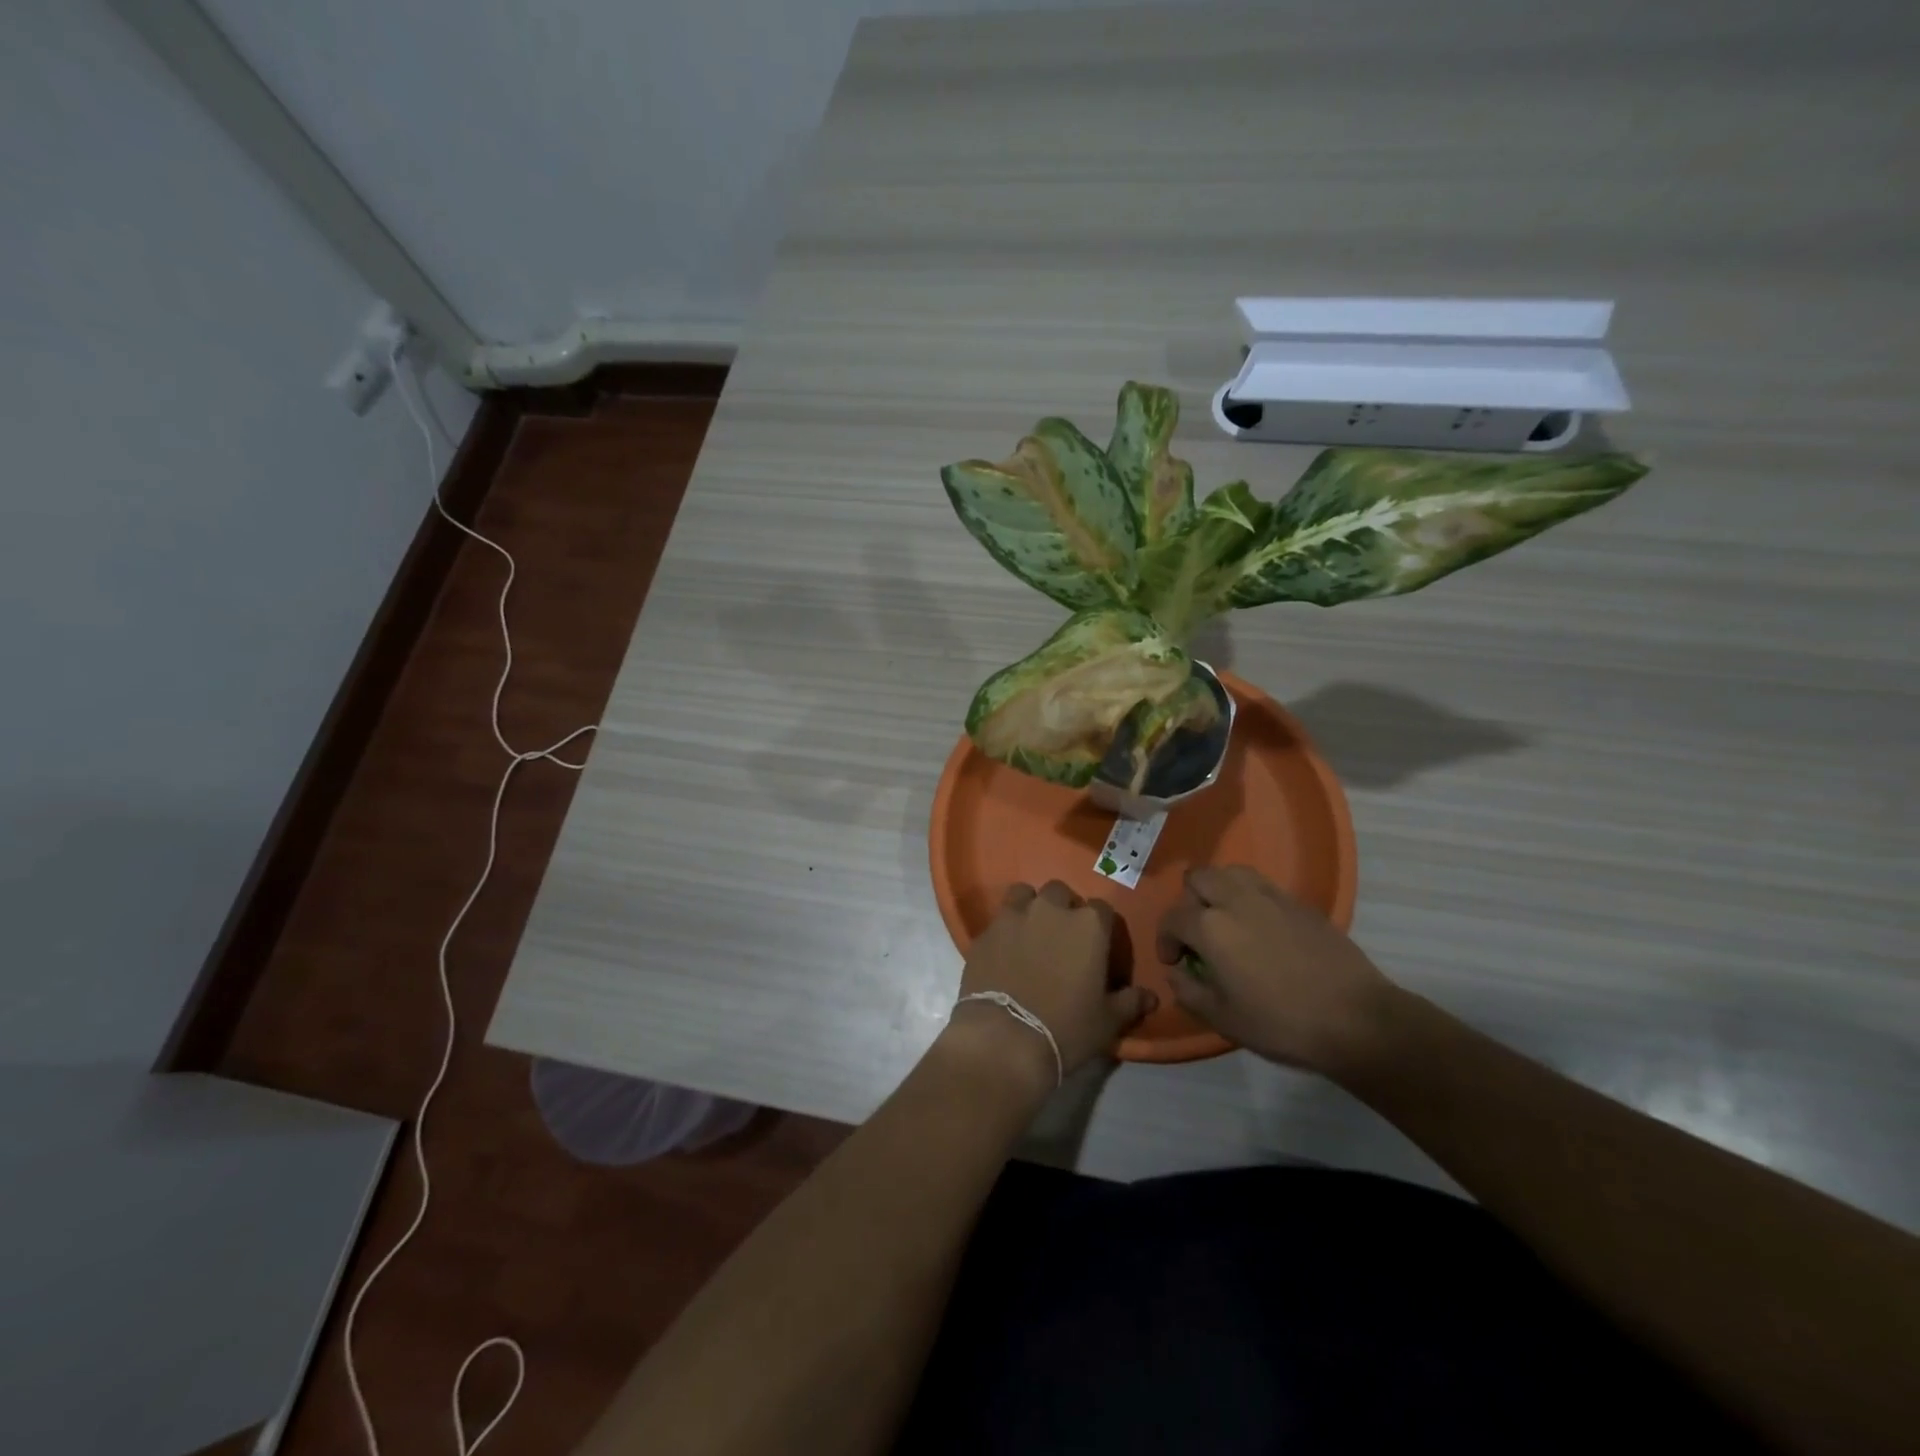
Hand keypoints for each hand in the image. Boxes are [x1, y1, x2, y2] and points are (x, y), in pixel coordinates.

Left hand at [944, 881, 1157, 1093]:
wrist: (1004, 1039)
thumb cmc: (1066, 1028)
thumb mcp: (1108, 1021)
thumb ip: (1130, 1002)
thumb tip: (1150, 997)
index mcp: (1088, 925)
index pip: (1102, 909)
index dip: (1101, 926)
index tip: (1097, 947)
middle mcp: (1051, 909)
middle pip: (1060, 893)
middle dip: (1063, 909)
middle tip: (1062, 939)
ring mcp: (1013, 916)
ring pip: (1024, 894)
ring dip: (1030, 907)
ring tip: (1030, 934)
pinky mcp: (984, 932)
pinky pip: (998, 920)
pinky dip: (1004, 930)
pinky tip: (1005, 952)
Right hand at [1156, 866, 1399, 1076]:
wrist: (1356, 1019)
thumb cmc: (1281, 1023)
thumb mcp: (1223, 1019)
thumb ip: (1188, 991)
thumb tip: (1176, 973)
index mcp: (1211, 927)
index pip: (1172, 917)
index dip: (1165, 940)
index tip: (1175, 963)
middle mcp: (1236, 900)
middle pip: (1198, 878)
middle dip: (1189, 902)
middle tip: (1198, 934)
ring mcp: (1271, 897)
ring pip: (1231, 872)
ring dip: (1219, 890)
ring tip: (1227, 921)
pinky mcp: (1300, 903)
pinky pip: (1262, 886)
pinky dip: (1250, 897)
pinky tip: (1261, 928)